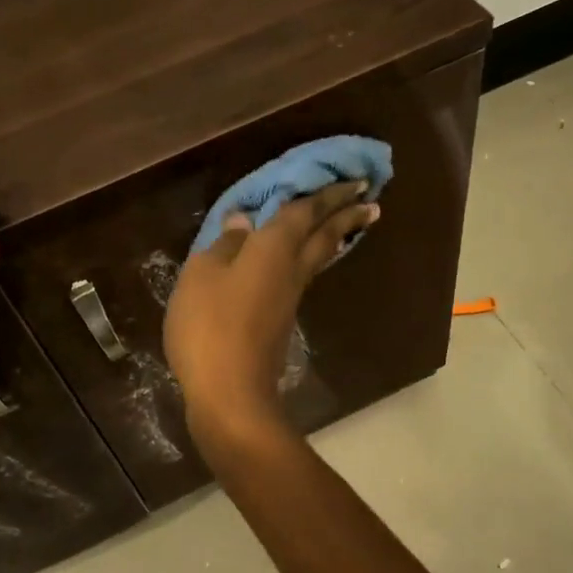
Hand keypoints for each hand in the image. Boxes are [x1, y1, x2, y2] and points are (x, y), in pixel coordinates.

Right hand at [164, 181, 377, 446]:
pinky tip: (298, 264)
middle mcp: (291, 270)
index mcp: (273, 249)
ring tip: (344, 225)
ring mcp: (290, 299)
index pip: (305, 212)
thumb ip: (224, 245)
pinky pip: (302, 278)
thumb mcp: (202, 275)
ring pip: (318, 259)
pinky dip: (310, 260)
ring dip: (334, 237)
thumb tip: (243, 221)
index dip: (328, 194)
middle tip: (370, 201)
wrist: (230, 391)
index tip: (357, 181)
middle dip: (346, 215)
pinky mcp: (282, 322)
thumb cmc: (210, 326)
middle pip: (325, 236)